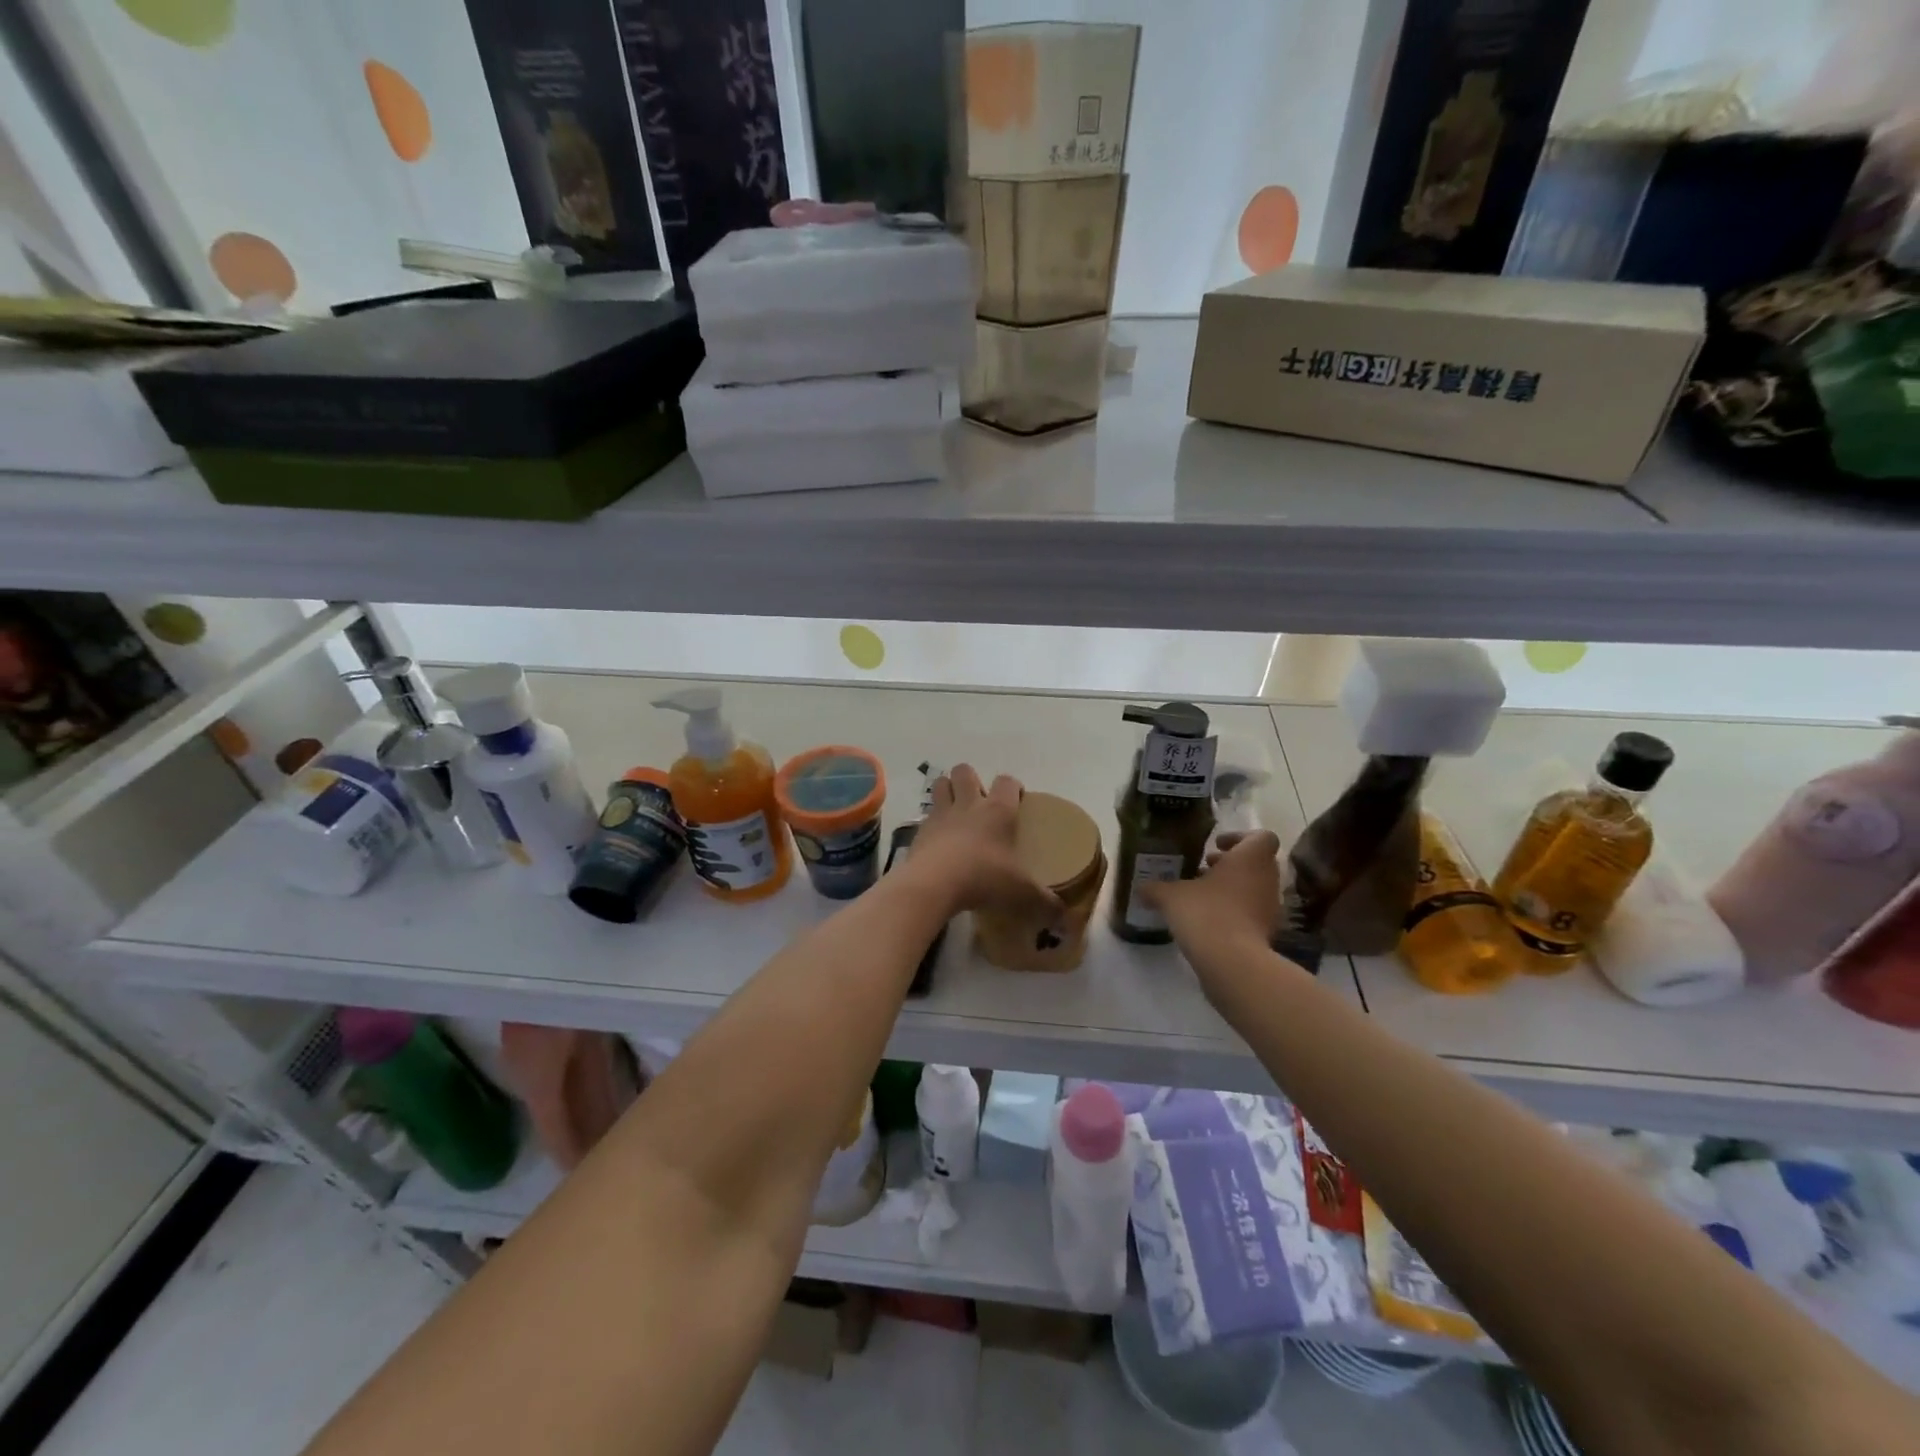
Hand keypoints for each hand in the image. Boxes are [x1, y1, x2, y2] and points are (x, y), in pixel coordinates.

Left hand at [907, 765, 1062, 926]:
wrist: (933, 884)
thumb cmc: (983, 878)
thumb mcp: (1021, 893)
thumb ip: (1044, 902)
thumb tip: (1062, 913)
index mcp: (998, 811)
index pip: (1007, 782)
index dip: (1012, 786)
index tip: (1016, 800)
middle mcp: (968, 805)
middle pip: (965, 771)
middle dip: (970, 780)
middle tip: (979, 802)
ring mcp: (940, 815)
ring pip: (940, 784)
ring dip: (947, 791)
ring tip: (955, 811)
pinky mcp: (920, 831)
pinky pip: (925, 816)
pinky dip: (932, 823)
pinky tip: (939, 841)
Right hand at [1141, 830, 1283, 961]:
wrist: (1231, 961)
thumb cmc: (1205, 912)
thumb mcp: (1170, 896)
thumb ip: (1156, 888)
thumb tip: (1141, 887)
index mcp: (1251, 858)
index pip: (1262, 836)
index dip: (1239, 838)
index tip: (1216, 845)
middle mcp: (1267, 878)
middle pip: (1257, 862)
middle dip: (1231, 864)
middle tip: (1204, 868)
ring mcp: (1271, 907)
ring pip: (1254, 887)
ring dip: (1233, 887)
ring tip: (1202, 895)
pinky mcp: (1267, 932)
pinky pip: (1252, 912)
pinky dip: (1236, 911)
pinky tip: (1209, 920)